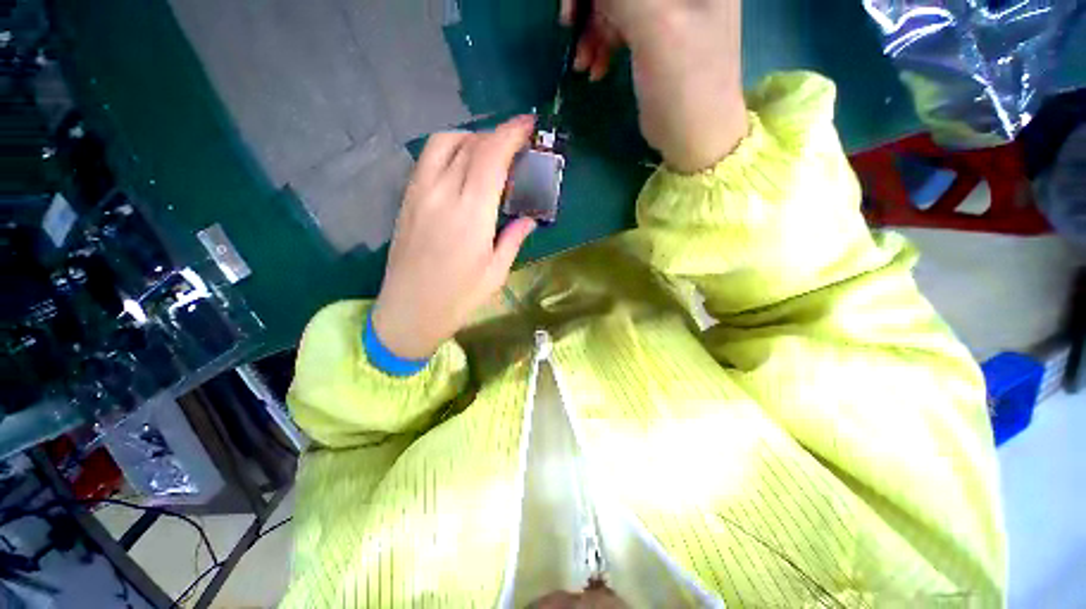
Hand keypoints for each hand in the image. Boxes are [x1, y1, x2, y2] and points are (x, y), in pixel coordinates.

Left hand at [371, 116, 537, 359]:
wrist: (408, 312)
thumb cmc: (458, 299)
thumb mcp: (496, 272)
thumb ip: (513, 238)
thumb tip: (529, 218)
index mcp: (470, 215)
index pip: (491, 157)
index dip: (511, 134)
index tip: (529, 126)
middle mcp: (442, 194)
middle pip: (470, 144)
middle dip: (497, 135)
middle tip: (516, 146)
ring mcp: (418, 194)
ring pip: (443, 143)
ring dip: (471, 138)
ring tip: (489, 155)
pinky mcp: (406, 200)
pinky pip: (428, 160)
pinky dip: (450, 151)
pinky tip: (463, 170)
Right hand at [561, 0, 748, 172]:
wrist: (695, 138)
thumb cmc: (684, 85)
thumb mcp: (656, 28)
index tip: (574, 6)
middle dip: (592, 3)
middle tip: (569, 26)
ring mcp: (670, 9)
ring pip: (618, 2)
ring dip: (593, 27)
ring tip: (582, 63)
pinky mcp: (656, 36)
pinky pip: (621, 25)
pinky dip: (602, 42)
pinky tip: (594, 67)